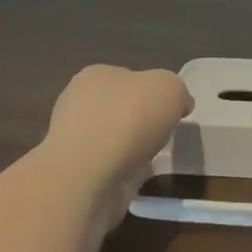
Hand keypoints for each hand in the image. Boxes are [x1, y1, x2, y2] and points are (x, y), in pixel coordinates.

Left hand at [44, 64, 191, 208]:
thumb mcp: (170, 88)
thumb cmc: (129, 119)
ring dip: (130, 147)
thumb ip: (177, 91)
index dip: (153, 92)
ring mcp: (72, 139)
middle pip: (119, 107)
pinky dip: (122, 170)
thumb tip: (179, 104)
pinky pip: (106, 165)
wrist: (89, 175)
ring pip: (111, 138)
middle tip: (164, 134)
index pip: (129, 77)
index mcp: (96, 75)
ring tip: (152, 158)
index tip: (171, 110)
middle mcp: (78, 102)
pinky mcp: (74, 171)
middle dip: (140, 121)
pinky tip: (135, 176)